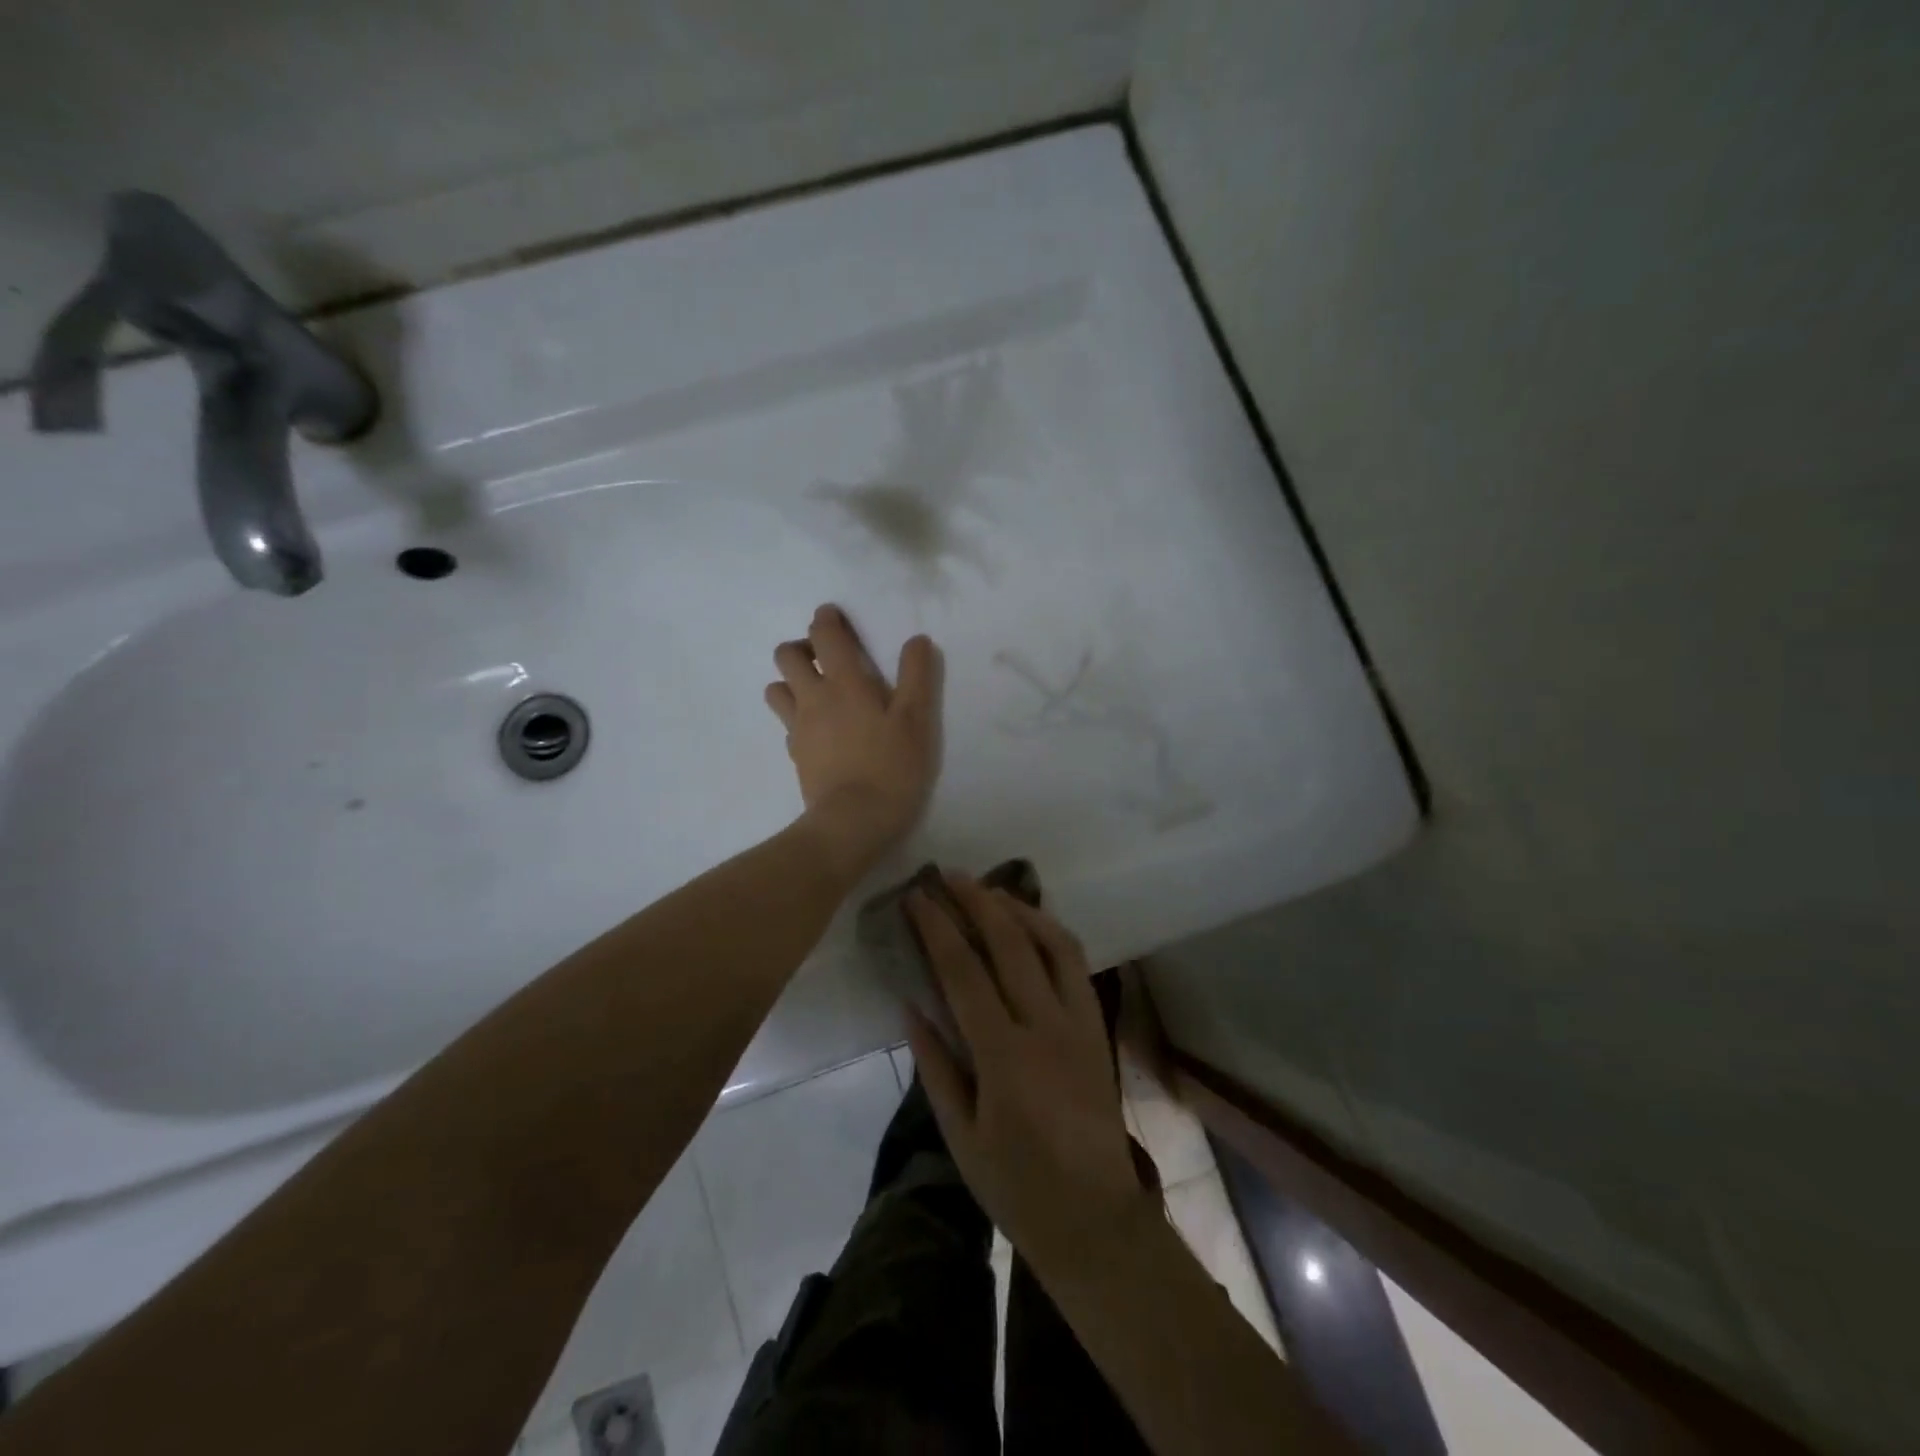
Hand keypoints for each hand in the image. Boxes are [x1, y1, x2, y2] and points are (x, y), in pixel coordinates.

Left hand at [764, 604, 943, 877]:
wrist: (853, 821)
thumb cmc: (891, 767)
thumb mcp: (916, 720)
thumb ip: (917, 676)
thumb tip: (916, 640)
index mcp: (843, 683)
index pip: (824, 635)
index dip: (827, 619)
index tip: (835, 616)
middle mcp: (813, 698)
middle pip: (786, 656)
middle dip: (803, 647)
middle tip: (827, 658)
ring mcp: (798, 728)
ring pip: (776, 688)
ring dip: (791, 681)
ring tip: (818, 692)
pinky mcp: (795, 754)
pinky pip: (786, 724)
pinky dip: (796, 717)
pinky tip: (818, 730)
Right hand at [905, 874, 1156, 1277]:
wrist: (1094, 1218)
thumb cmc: (1016, 1185)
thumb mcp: (960, 1135)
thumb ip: (935, 1065)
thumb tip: (910, 1005)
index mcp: (1003, 1055)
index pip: (963, 971)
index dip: (936, 927)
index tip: (916, 896)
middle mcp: (1044, 1026)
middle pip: (1008, 943)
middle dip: (975, 901)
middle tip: (948, 874)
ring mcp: (1078, 1022)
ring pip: (1051, 943)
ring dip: (1018, 908)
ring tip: (988, 890)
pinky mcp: (1097, 1027)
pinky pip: (1077, 965)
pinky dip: (1052, 933)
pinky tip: (1031, 925)